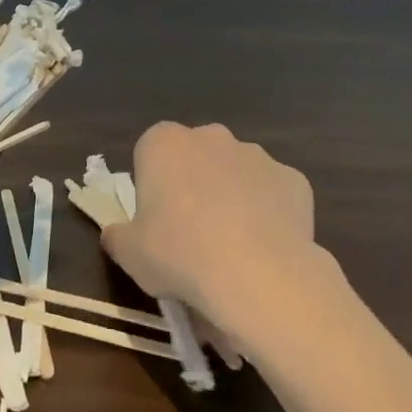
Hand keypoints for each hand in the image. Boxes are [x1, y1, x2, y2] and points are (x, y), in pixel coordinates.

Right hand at [101, 122, 347, 351]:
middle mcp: (211, 137)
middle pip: (195, 155)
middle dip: (193, 183)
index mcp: (163, 144)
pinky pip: (273, 193)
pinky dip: (269, 213)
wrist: (258, 275)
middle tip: (191, 231)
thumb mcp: (129, 254)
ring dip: (231, 195)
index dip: (151, 184)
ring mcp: (257, 155)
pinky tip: (265, 248)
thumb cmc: (179, 254)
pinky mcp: (294, 179)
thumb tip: (117, 233)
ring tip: (232, 246)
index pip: (149, 152)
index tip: (155, 219)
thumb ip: (118, 235)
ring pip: (236, 171)